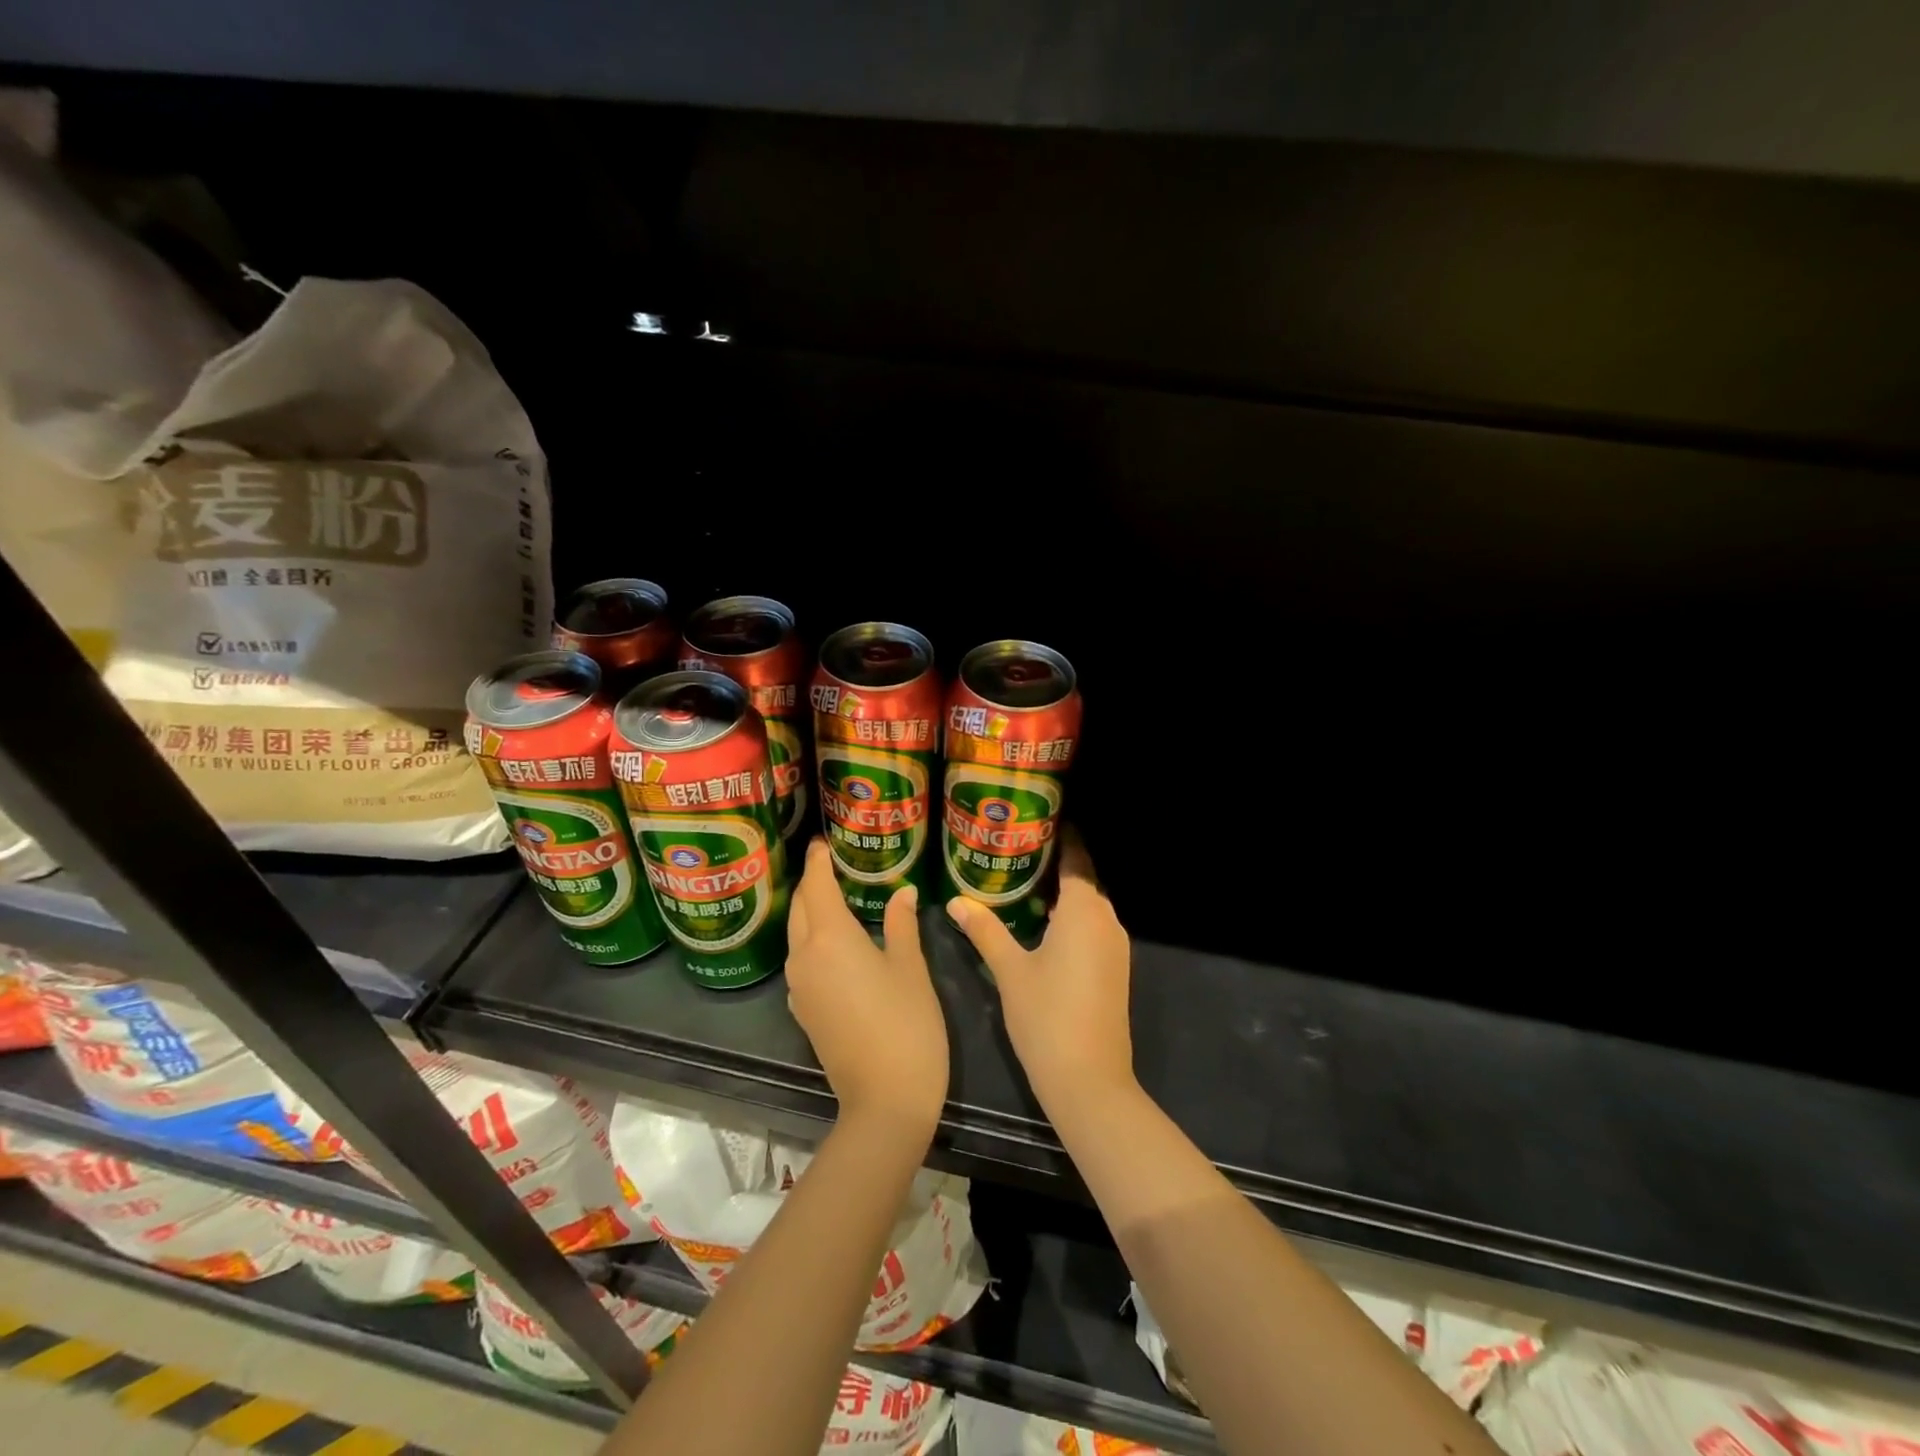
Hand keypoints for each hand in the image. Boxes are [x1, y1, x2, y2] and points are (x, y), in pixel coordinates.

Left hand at [785, 839, 949, 1137]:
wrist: (885, 1101)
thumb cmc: (906, 1024)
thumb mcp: (910, 968)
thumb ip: (900, 924)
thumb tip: (901, 892)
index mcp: (830, 938)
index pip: (816, 886)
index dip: (818, 861)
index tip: (823, 842)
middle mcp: (804, 957)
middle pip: (800, 909)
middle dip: (812, 884)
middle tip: (832, 865)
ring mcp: (799, 987)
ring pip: (797, 936)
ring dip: (811, 913)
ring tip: (836, 897)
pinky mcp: (803, 1011)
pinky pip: (802, 962)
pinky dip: (813, 942)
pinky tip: (836, 944)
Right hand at [946, 829, 1134, 1108]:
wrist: (1089, 1081)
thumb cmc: (1046, 1017)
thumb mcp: (1009, 970)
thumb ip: (985, 930)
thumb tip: (956, 901)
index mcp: (1084, 911)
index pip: (1077, 859)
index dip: (1061, 837)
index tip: (1036, 820)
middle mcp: (1107, 921)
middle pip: (1084, 880)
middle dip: (1056, 863)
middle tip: (1017, 849)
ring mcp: (1116, 947)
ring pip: (1089, 906)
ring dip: (1063, 893)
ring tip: (1023, 881)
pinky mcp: (1115, 970)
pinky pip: (1093, 928)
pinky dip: (1071, 917)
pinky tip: (1042, 924)